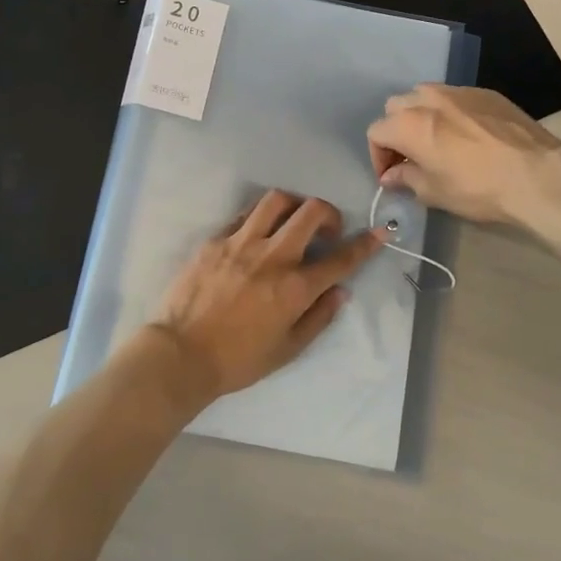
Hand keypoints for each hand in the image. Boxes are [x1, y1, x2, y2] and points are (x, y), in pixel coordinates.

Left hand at [148, 191, 382, 404]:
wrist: (180, 354)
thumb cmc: (237, 360)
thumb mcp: (287, 349)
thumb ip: (318, 317)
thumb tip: (340, 291)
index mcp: (295, 288)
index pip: (341, 258)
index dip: (366, 244)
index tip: (380, 233)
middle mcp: (273, 257)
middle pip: (312, 212)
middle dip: (329, 214)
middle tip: (327, 230)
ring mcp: (241, 243)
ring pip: (277, 201)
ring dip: (294, 206)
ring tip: (293, 221)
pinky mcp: (215, 240)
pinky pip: (244, 214)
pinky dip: (260, 218)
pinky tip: (258, 233)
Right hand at [367, 84, 560, 226]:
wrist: (536, 174)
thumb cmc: (478, 188)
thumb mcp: (435, 193)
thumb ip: (406, 179)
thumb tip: (392, 176)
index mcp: (409, 124)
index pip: (376, 132)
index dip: (378, 157)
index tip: (392, 177)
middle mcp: (429, 99)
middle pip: (396, 107)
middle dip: (397, 131)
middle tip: (410, 157)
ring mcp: (459, 91)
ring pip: (425, 95)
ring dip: (421, 115)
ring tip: (436, 140)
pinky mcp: (486, 93)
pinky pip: (455, 97)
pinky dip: (450, 112)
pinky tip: (467, 134)